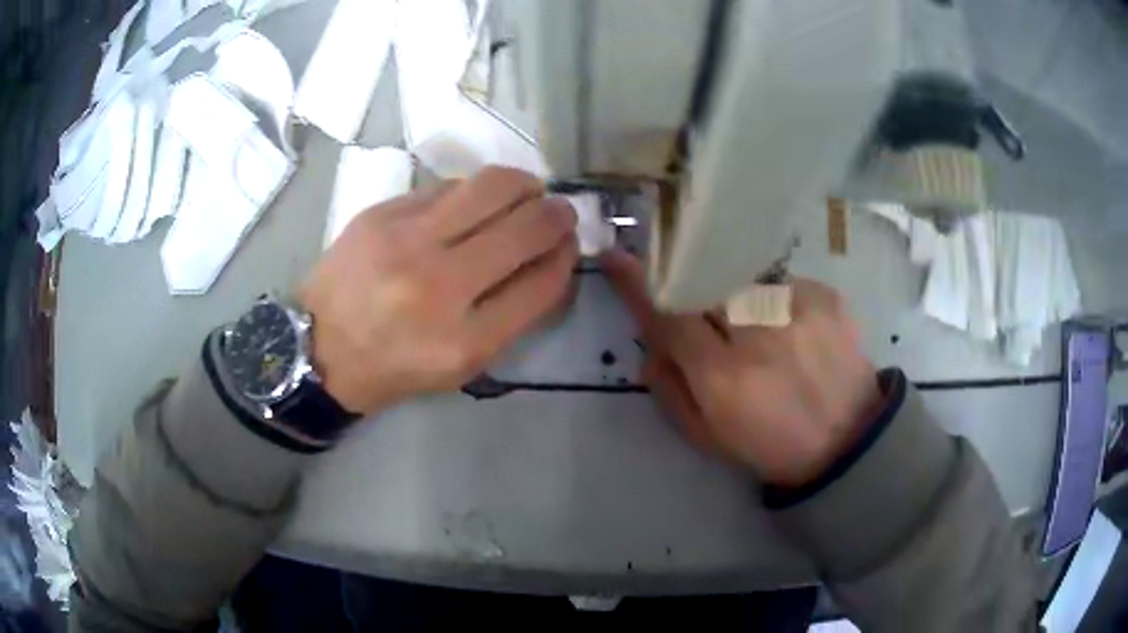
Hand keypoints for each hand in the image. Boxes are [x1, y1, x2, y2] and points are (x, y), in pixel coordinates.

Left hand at [299, 167, 578, 414]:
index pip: (542, 281)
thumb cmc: (395, 365)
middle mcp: (439, 286)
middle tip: (559, 212)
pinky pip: (448, 185)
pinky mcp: (382, 213)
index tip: (568, 244)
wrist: (318, 348)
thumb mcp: (461, 365)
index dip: (566, 256)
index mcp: (465, 341)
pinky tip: (473, 204)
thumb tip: (550, 256)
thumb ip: (512, 314)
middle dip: (557, 214)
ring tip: (526, 193)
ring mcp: (406, 241)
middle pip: (526, 226)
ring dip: (524, 185)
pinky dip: (474, 191)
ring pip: (492, 186)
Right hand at [602, 250, 883, 486]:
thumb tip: (652, 344)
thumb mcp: (708, 436)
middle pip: (704, 282)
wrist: (848, 440)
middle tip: (705, 311)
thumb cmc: (772, 446)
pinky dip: (773, 301)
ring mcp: (797, 308)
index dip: (637, 285)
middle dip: (692, 288)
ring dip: (736, 299)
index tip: (615, 257)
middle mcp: (759, 334)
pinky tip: (790, 330)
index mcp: (724, 378)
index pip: (669, 315)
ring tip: (757, 331)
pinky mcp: (825, 295)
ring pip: (741, 279)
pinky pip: (780, 282)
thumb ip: (670, 388)